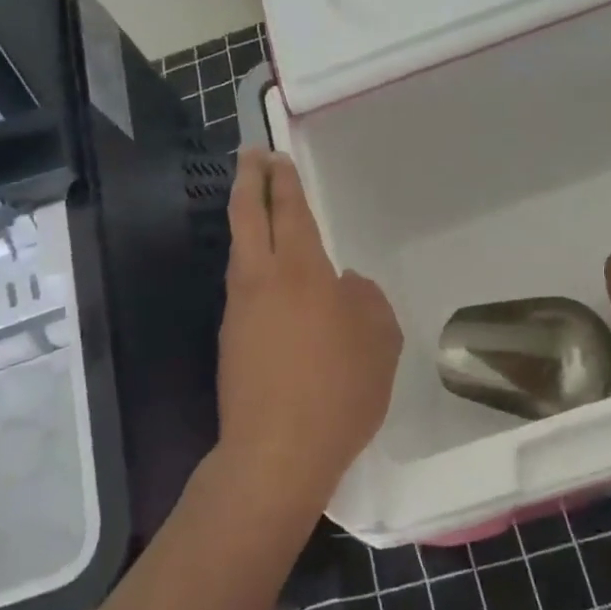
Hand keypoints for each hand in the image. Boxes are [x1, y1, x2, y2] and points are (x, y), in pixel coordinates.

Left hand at [218, 150, 402, 503]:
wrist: (277, 453)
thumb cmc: (339, 390)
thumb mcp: (380, 341)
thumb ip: (367, 301)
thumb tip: (346, 285)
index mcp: (301, 271)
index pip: (288, 211)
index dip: (282, 181)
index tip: (275, 156)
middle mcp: (261, 280)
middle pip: (246, 217)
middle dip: (248, 182)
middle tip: (251, 157)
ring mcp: (239, 311)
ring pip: (239, 253)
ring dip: (246, 224)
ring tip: (258, 212)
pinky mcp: (230, 342)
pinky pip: (242, 288)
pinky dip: (251, 266)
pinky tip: (269, 281)